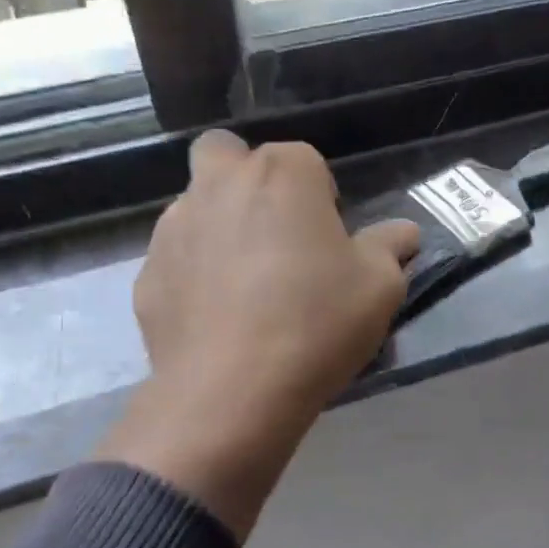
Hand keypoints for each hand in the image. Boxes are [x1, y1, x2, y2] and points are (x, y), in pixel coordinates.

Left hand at [97, 133, 418, 541]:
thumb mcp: (379, 287)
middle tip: (275, 234)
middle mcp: (220, 184)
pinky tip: (216, 317)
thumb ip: (390, 248)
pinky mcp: (147, 273)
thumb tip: (401, 233)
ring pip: (197, 205)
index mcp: (282, 174)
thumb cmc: (316, 323)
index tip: (329, 241)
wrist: (232, 392)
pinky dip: (194, 274)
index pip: (305, 160)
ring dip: (220, 226)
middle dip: (249, 181)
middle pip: (229, 156)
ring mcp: (174, 227)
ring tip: (245, 285)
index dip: (321, 198)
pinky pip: (177, 259)